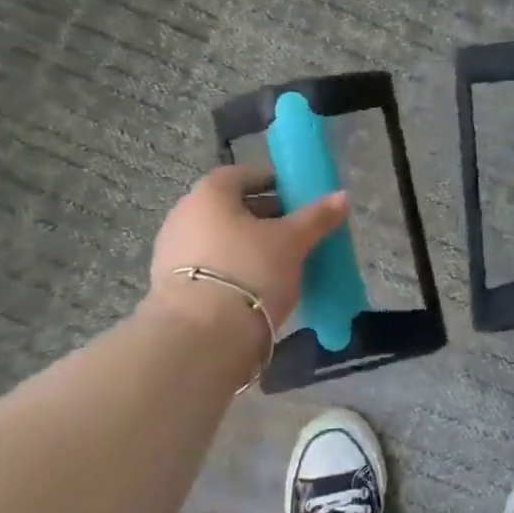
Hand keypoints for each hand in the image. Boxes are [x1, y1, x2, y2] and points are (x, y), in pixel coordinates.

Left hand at [146, 166, 349, 328]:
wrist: (201, 338)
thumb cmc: (250, 271)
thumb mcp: (292, 241)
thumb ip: (317, 217)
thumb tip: (343, 196)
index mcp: (209, 195)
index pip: (240, 175)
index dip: (270, 181)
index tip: (295, 195)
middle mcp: (183, 216)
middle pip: (230, 207)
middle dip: (263, 214)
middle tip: (294, 228)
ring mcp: (171, 253)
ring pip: (220, 237)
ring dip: (248, 243)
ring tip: (281, 259)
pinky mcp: (170, 287)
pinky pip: (210, 265)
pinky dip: (233, 266)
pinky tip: (258, 284)